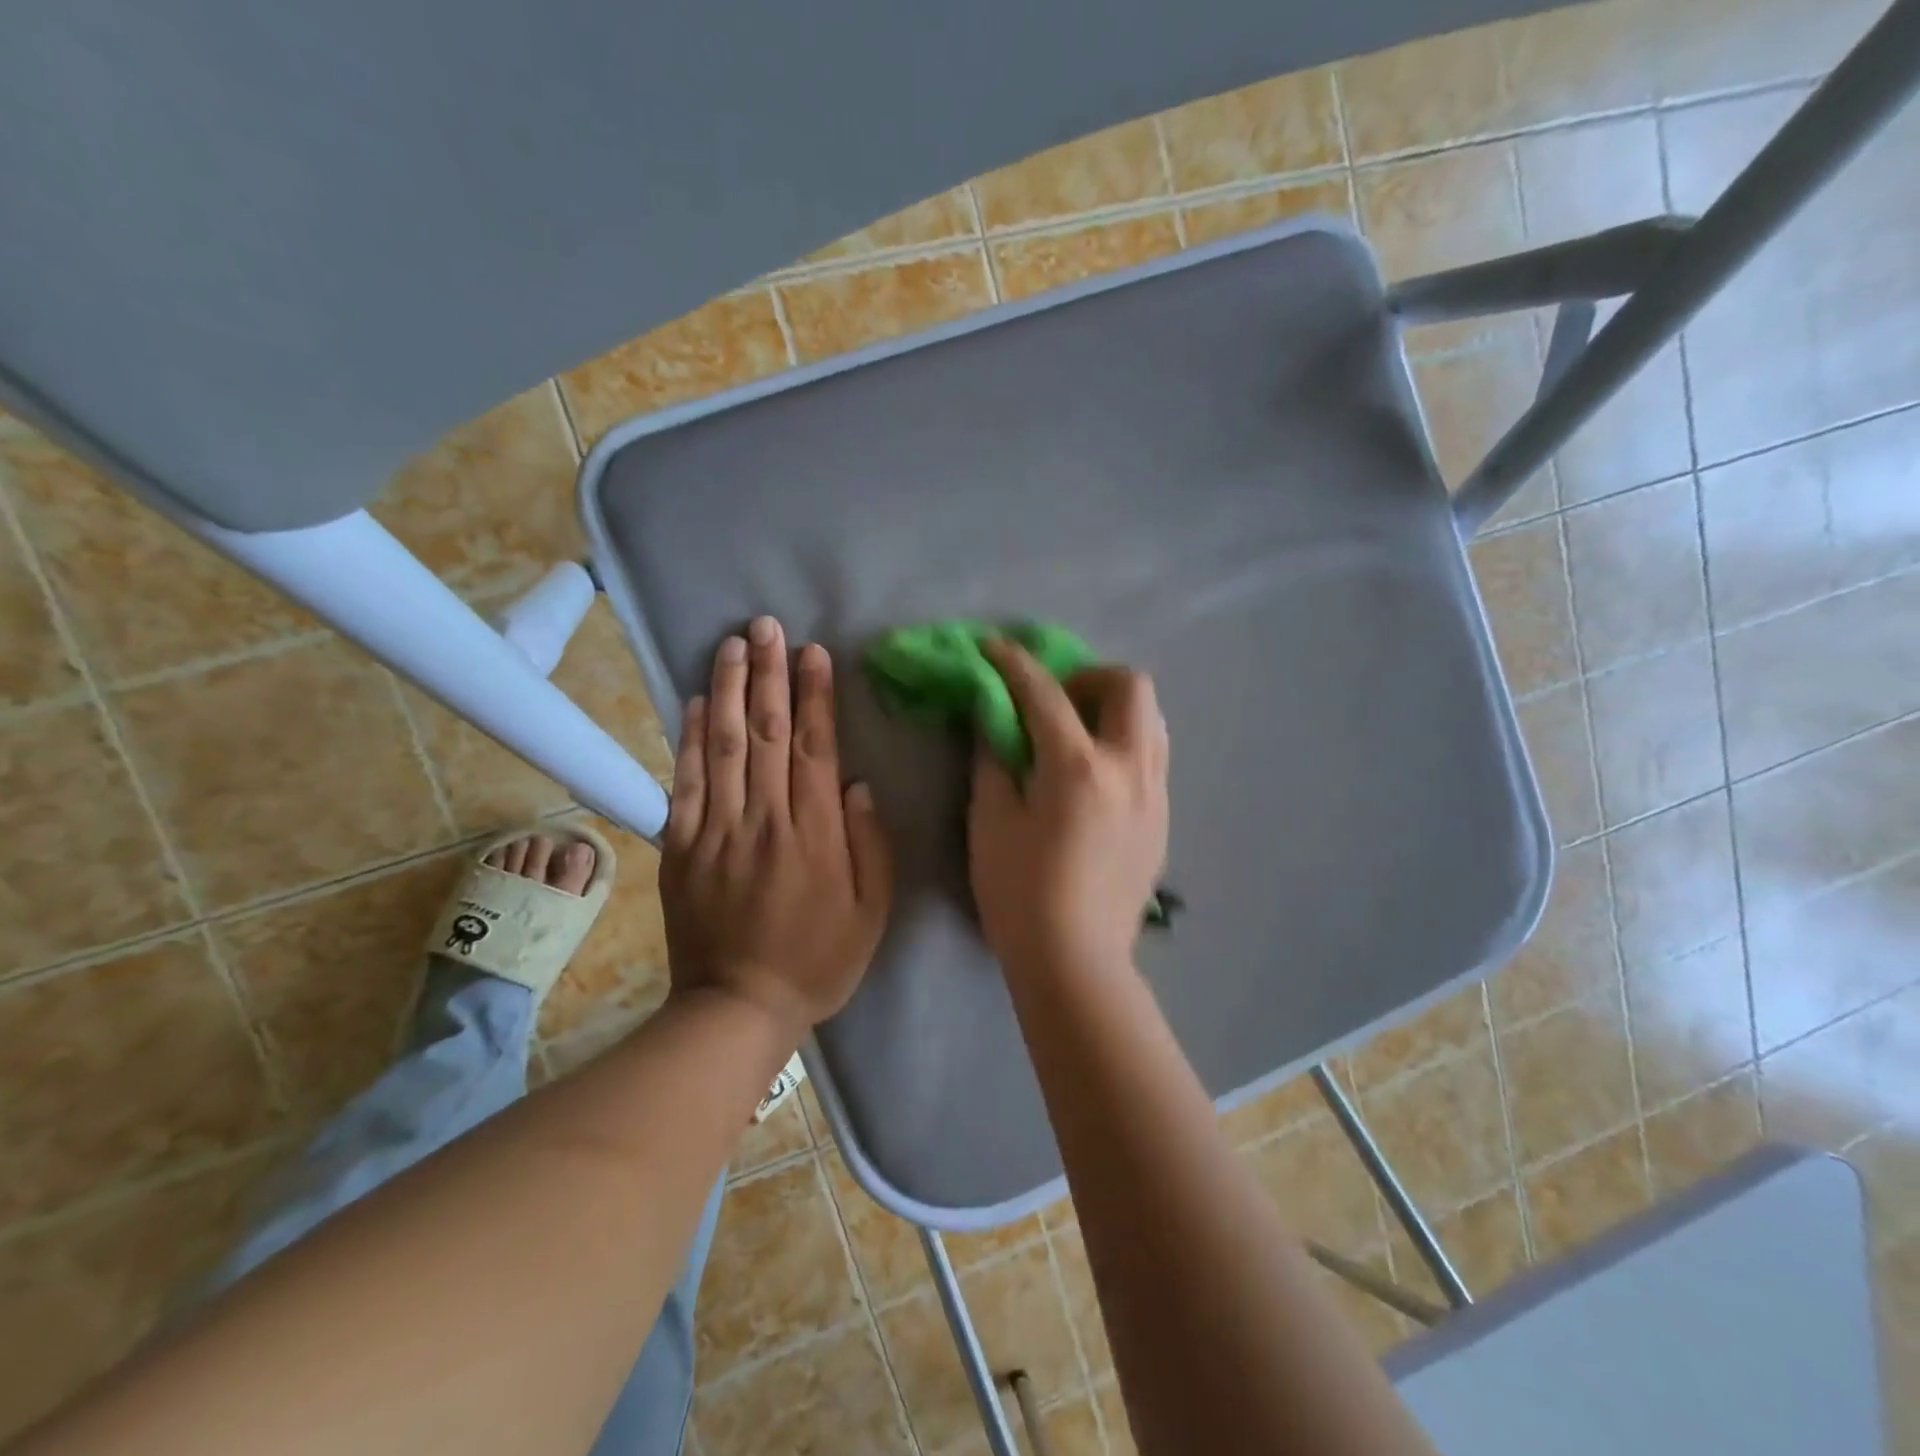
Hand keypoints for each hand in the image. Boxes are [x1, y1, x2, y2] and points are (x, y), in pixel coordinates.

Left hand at [661, 616, 892, 1038]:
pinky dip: (687, 739)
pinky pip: (684, 784)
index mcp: (815, 834)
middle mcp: (764, 820)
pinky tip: (691, 702)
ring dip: (726, 690)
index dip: (814, 697)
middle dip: (768, 674)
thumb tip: (858, 785)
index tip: (812, 653)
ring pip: (721, 747)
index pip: (814, 749)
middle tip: (767, 626)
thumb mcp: (872, 914)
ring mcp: (716, 831)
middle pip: (764, 734)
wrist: (736, 1008)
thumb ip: (871, 846)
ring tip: (731, 644)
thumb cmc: (817, 961)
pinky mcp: (681, 847)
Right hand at [968, 639, 1168, 978]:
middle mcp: (1128, 768)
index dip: (1014, 662)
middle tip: (1054, 699)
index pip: (1045, 693)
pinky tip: (1095, 774)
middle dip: (1088, 675)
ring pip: (1151, 719)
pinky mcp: (1163, 819)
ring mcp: (1154, 793)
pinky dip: (1124, 742)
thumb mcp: (990, 822)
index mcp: (1078, 767)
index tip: (994, 647)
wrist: (1076, 961)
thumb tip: (994, 720)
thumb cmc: (1020, 894)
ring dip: (1113, 707)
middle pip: (1129, 686)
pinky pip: (1152, 756)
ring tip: (1078, 732)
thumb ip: (993, 760)